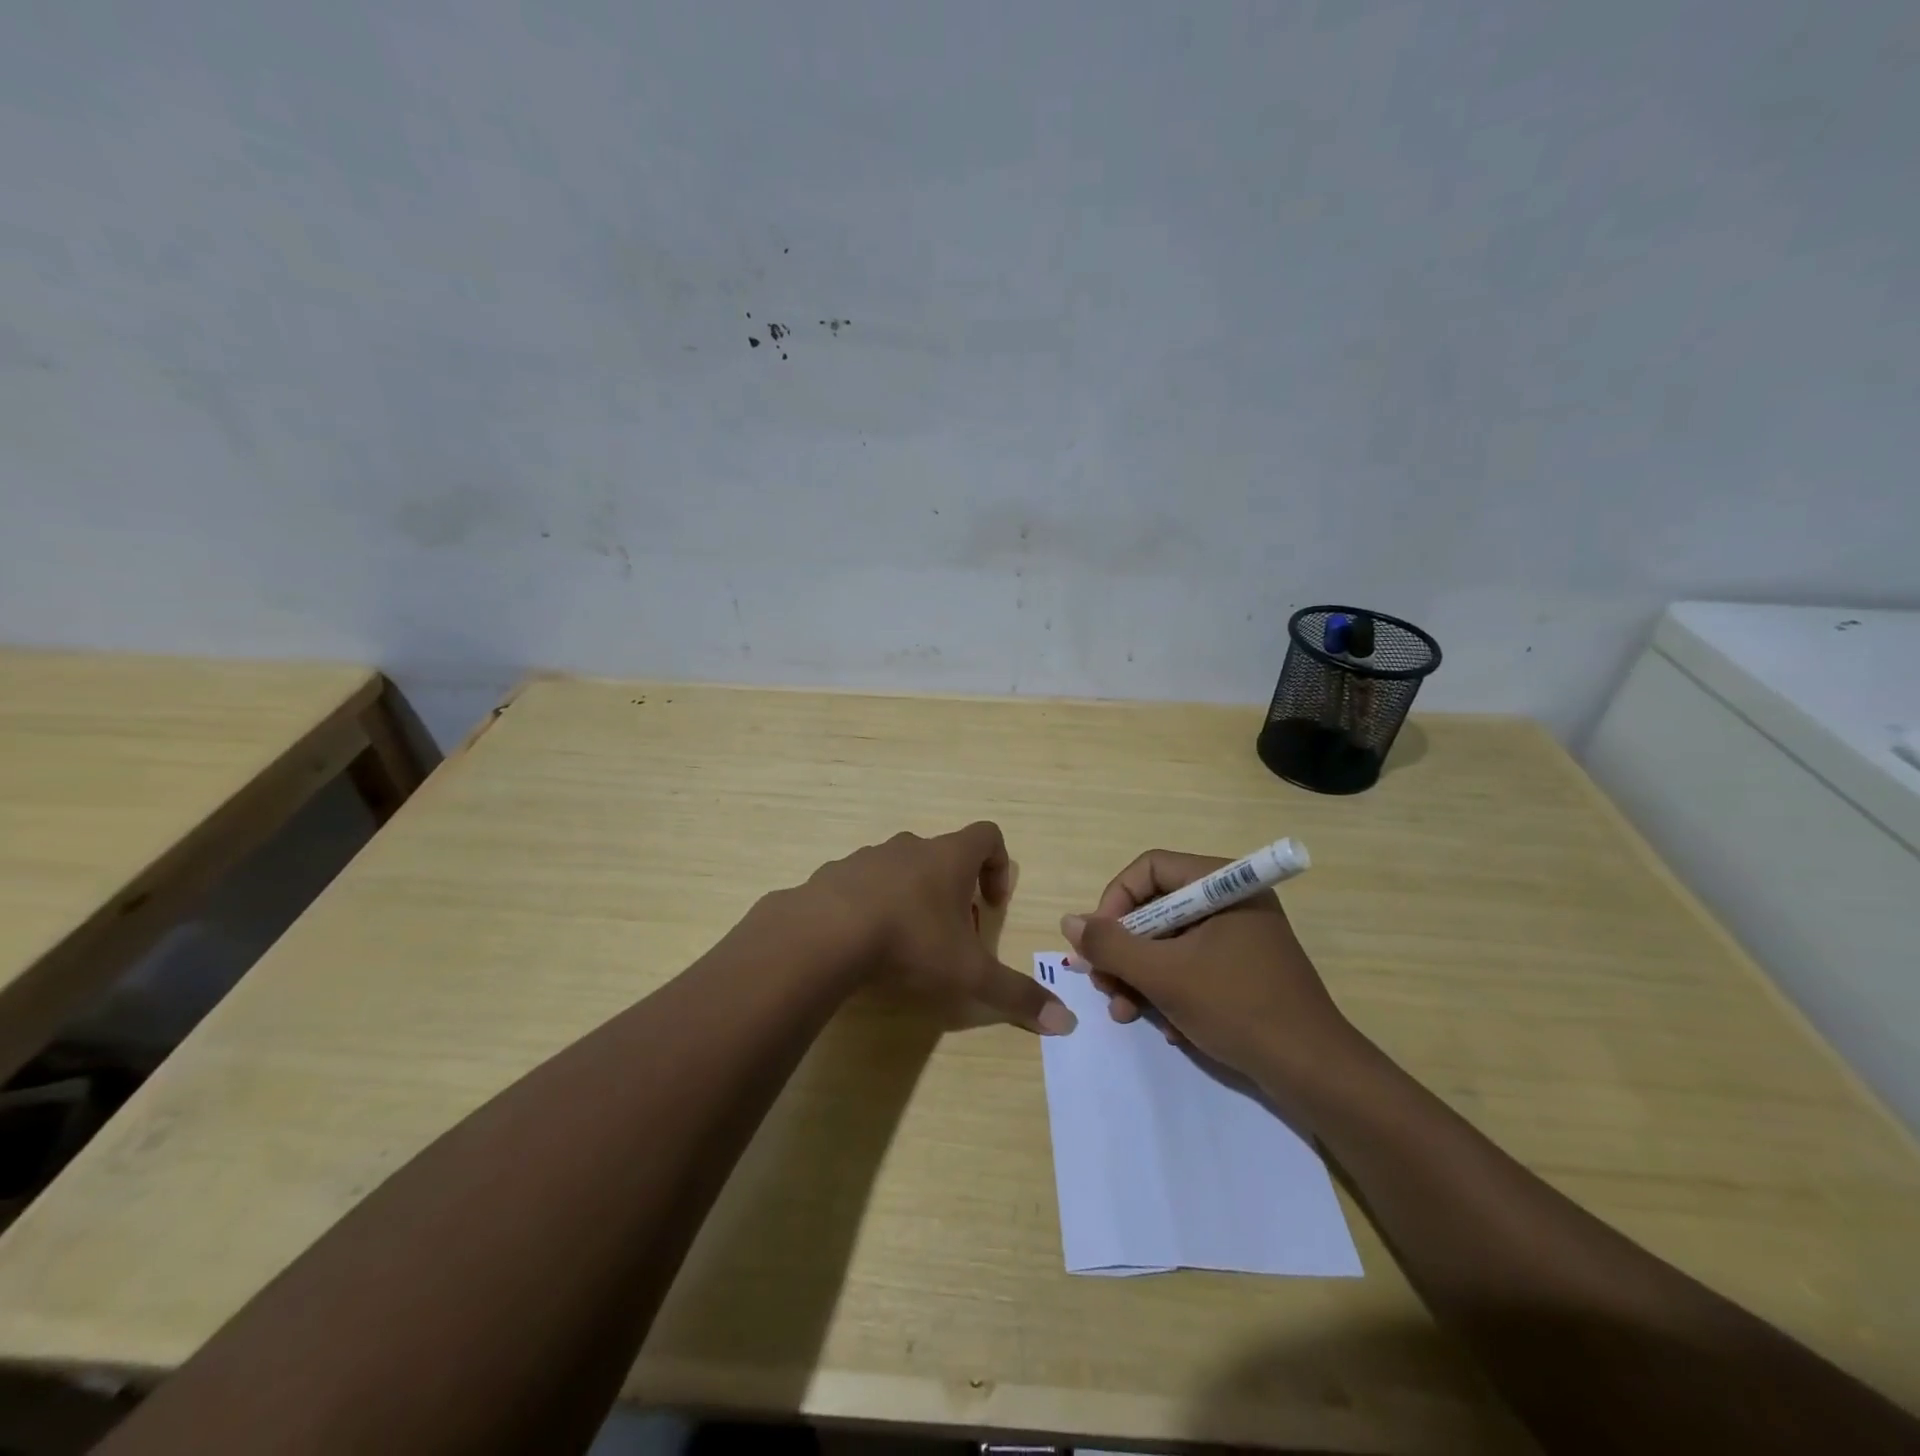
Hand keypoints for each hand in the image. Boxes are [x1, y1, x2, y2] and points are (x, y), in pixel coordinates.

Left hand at [797, 822, 1076, 1035]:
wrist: (822, 935)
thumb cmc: (909, 943)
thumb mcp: (969, 976)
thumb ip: (1017, 996)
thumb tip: (1067, 1023)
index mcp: (948, 857)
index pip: (987, 836)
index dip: (999, 866)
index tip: (993, 905)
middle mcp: (910, 848)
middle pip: (943, 855)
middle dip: (954, 891)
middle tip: (953, 935)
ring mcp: (867, 857)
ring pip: (901, 868)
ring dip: (912, 897)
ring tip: (907, 943)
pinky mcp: (833, 875)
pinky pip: (861, 884)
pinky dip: (871, 906)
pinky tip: (864, 944)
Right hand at [1060, 848, 1367, 1104]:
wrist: (1314, 1073)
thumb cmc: (1238, 1008)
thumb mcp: (1164, 975)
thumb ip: (1111, 945)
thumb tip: (1068, 921)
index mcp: (1222, 884)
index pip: (1148, 869)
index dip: (1114, 902)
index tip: (1098, 943)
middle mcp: (1231, 900)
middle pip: (1155, 908)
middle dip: (1124, 951)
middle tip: (1105, 986)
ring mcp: (1239, 936)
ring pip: (1169, 942)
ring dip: (1140, 977)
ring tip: (1126, 1014)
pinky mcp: (1243, 968)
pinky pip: (1191, 964)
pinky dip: (1170, 991)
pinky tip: (1168, 1027)